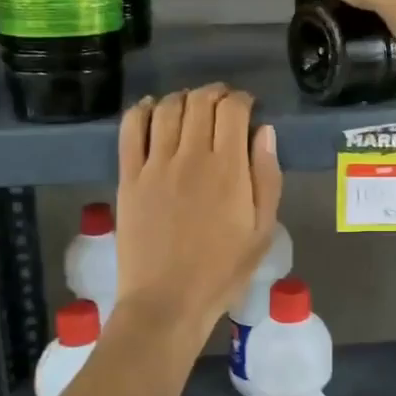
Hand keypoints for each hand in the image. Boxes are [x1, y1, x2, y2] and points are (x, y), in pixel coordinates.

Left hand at [115, 85, 281, 342]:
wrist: (167, 302)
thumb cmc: (222, 271)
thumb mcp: (262, 230)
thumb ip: (266, 177)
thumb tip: (264, 132)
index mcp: (228, 169)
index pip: (233, 110)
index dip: (243, 100)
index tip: (248, 107)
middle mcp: (191, 157)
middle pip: (200, 102)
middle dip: (215, 93)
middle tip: (223, 103)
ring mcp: (155, 165)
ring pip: (167, 109)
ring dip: (183, 98)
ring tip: (191, 105)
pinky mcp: (129, 177)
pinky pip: (131, 130)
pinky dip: (142, 110)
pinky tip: (151, 108)